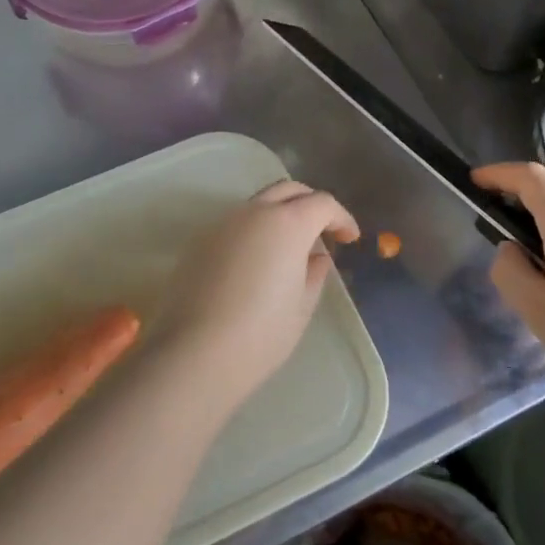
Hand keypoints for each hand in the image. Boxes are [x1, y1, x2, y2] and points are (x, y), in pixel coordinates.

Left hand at [151, 180, 360, 407]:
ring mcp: (222, 224)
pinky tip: (257, 261)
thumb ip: (314, 274)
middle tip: (323, 229)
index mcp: (288, 223)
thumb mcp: (301, 307)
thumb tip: (317, 258)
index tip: (349, 238)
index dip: (341, 218)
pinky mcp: (199, 242)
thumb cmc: (261, 333)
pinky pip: (235, 224)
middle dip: (310, 203)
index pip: (322, 203)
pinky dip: (254, 231)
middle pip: (288, 190)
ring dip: (280, 214)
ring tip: (289, 247)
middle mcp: (254, 212)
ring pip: (258, 204)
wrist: (195, 353)